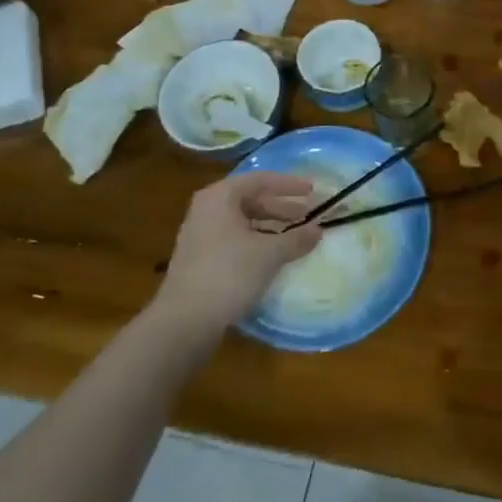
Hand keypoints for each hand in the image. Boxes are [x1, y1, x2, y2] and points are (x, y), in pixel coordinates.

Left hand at [158, 174, 323, 334]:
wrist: (184, 321)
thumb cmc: (229, 274)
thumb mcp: (269, 254)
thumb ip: (296, 238)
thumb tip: (318, 230)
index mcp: (220, 197)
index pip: (260, 180)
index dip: (289, 184)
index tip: (312, 191)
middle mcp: (206, 209)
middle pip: (250, 199)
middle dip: (281, 206)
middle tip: (307, 214)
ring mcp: (200, 234)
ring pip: (242, 220)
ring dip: (270, 225)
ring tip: (294, 235)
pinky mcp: (199, 258)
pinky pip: (234, 239)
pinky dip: (256, 241)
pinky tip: (272, 255)